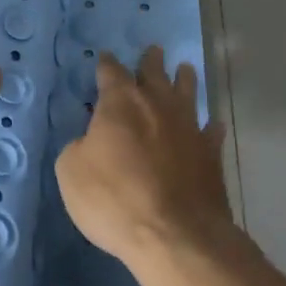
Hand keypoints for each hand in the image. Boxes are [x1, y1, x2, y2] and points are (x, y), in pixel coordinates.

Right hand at [56, 46, 232, 269]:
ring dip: (184, 80)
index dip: (106, 64)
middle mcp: (158, 104)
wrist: (174, 234)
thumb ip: (78, 147)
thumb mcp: (71, 172)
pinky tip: (213, 125)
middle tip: (154, 51)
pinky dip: (210, 127)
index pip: (111, 72)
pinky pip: (211, 132)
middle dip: (151, 61)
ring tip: (185, 69)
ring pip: (188, 92)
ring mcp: (189, 127)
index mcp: (121, 103)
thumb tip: (90, 142)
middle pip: (155, 73)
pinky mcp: (210, 153)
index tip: (105, 57)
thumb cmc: (114, 199)